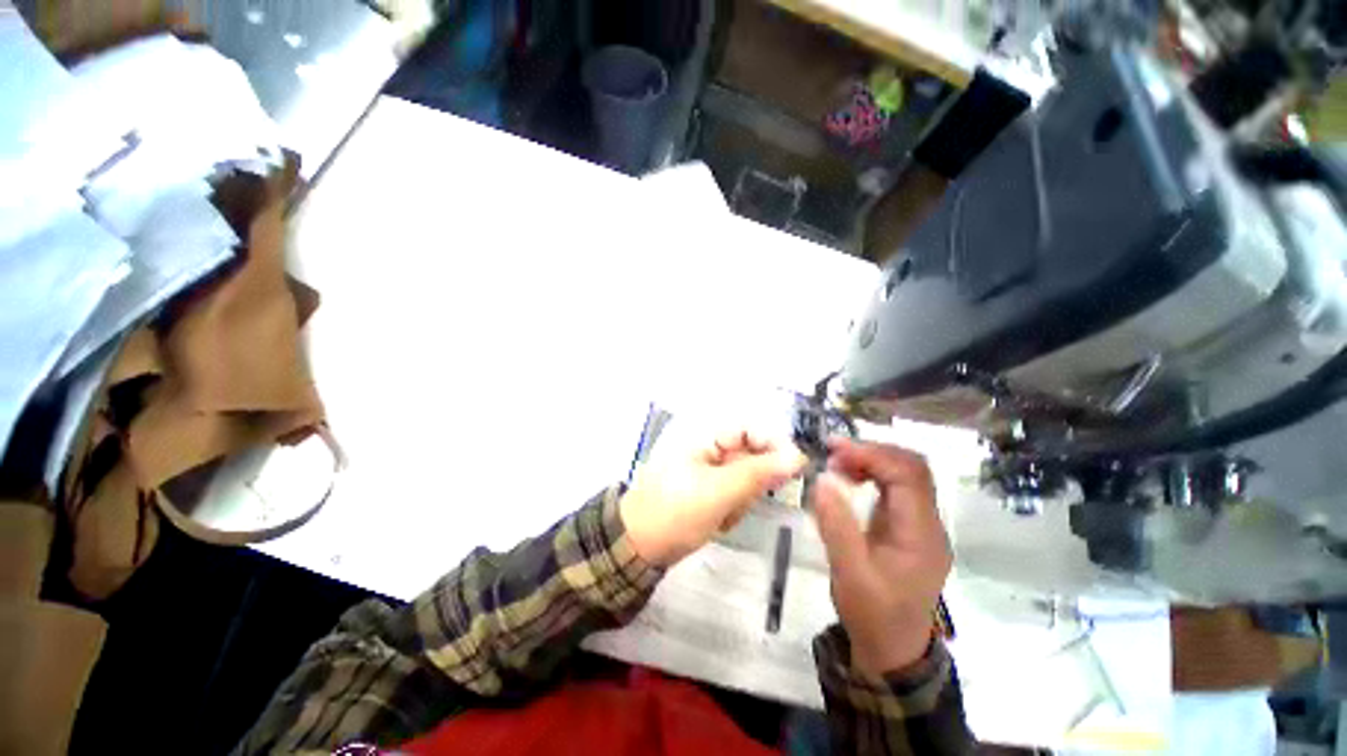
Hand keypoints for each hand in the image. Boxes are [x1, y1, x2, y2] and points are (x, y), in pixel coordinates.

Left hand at [620, 429, 806, 566]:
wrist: (638, 546)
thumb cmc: (675, 512)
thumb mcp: (719, 492)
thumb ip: (759, 473)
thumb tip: (798, 457)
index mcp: (706, 436)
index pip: (751, 428)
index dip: (774, 444)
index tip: (794, 468)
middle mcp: (710, 447)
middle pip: (752, 455)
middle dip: (750, 484)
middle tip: (737, 503)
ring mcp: (709, 469)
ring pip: (746, 479)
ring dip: (741, 500)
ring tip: (722, 515)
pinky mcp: (710, 489)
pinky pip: (736, 495)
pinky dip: (732, 509)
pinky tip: (716, 521)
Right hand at [811, 438, 951, 677]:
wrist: (893, 651)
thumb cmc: (872, 615)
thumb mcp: (849, 574)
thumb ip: (836, 524)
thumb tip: (823, 478)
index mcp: (921, 534)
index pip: (908, 474)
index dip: (872, 454)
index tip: (834, 451)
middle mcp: (928, 524)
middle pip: (911, 468)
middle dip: (871, 452)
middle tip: (832, 454)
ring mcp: (920, 525)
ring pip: (905, 474)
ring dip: (871, 461)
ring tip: (836, 464)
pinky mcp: (908, 528)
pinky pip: (895, 488)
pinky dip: (871, 475)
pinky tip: (848, 480)